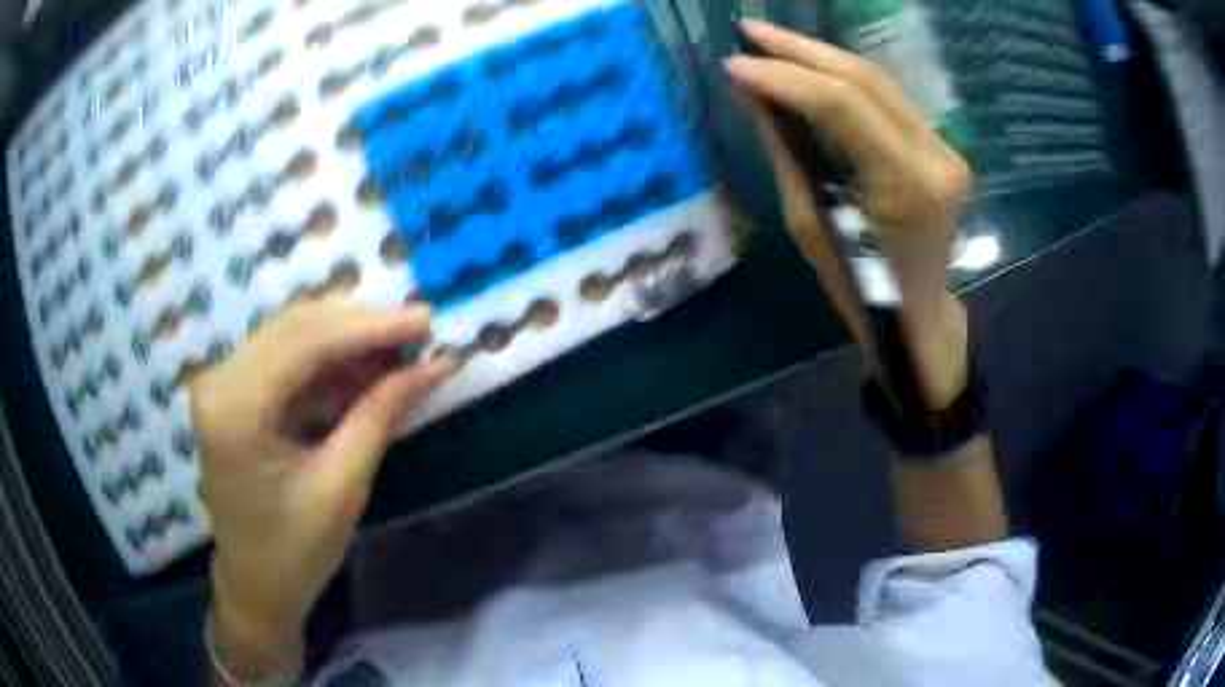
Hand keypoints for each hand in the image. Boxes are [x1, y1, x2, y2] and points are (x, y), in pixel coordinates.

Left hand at [191, 299, 455, 678]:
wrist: (256, 585)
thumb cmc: (295, 551)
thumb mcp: (342, 486)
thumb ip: (381, 414)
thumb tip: (435, 364)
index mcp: (234, 407)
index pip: (306, 342)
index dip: (370, 326)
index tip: (427, 319)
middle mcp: (219, 379)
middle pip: (297, 326)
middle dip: (361, 326)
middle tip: (419, 332)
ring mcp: (223, 381)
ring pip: (293, 334)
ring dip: (348, 340)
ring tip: (400, 351)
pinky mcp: (234, 390)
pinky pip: (287, 357)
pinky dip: (330, 361)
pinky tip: (366, 369)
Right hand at [725, 20, 972, 407]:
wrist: (920, 316)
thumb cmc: (862, 289)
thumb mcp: (812, 225)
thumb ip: (788, 152)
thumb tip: (754, 94)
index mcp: (908, 187)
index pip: (842, 107)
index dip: (784, 78)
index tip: (734, 64)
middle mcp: (937, 157)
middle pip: (864, 79)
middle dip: (800, 50)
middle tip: (749, 31)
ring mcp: (946, 149)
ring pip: (878, 81)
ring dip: (820, 56)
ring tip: (770, 40)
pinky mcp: (942, 147)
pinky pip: (887, 99)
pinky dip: (843, 79)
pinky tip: (809, 66)